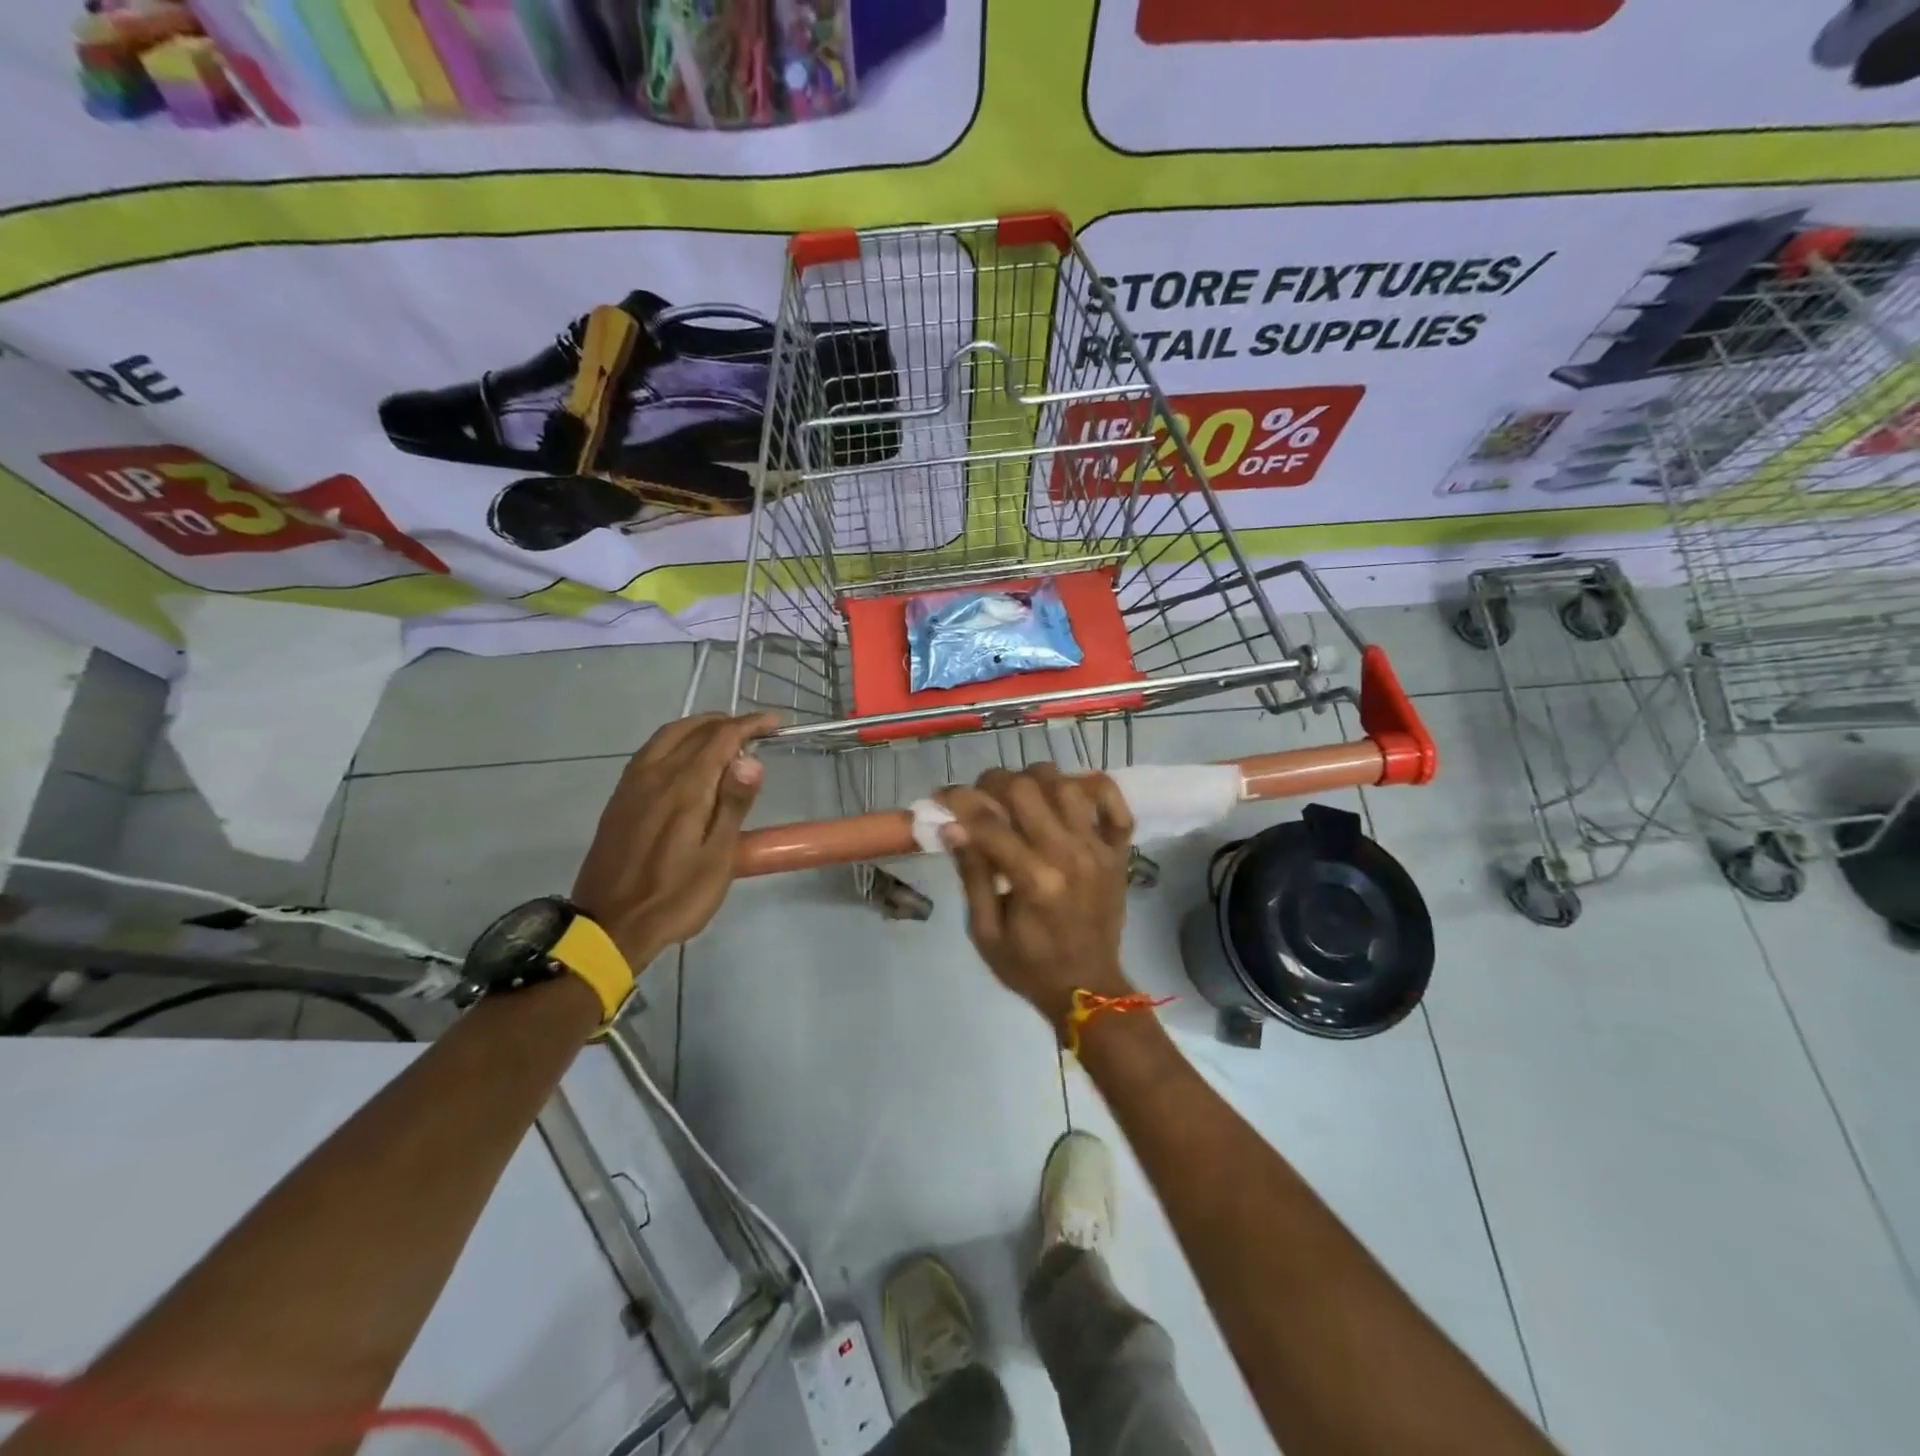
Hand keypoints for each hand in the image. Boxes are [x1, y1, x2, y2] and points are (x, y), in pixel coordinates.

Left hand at [573, 712, 777, 967]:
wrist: (610, 927)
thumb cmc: (675, 897)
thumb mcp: (717, 858)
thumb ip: (733, 805)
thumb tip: (751, 760)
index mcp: (684, 788)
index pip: (720, 738)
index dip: (750, 725)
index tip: (775, 724)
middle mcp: (655, 775)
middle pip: (692, 730)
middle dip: (726, 722)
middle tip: (754, 730)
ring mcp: (632, 785)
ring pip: (667, 737)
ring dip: (698, 727)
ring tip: (724, 737)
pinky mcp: (620, 799)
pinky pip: (650, 752)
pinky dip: (675, 741)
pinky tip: (686, 759)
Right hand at [938, 764, 1136, 1031]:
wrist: (1088, 988)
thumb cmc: (1029, 966)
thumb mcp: (985, 931)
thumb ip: (972, 874)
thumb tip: (952, 827)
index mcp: (1034, 880)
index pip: (988, 822)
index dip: (958, 801)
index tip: (941, 797)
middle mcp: (1069, 855)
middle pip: (1027, 788)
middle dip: (994, 783)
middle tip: (981, 797)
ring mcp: (1098, 849)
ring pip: (1066, 784)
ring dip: (1036, 780)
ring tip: (1020, 797)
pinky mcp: (1118, 851)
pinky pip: (1116, 803)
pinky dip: (1095, 787)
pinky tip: (1070, 792)